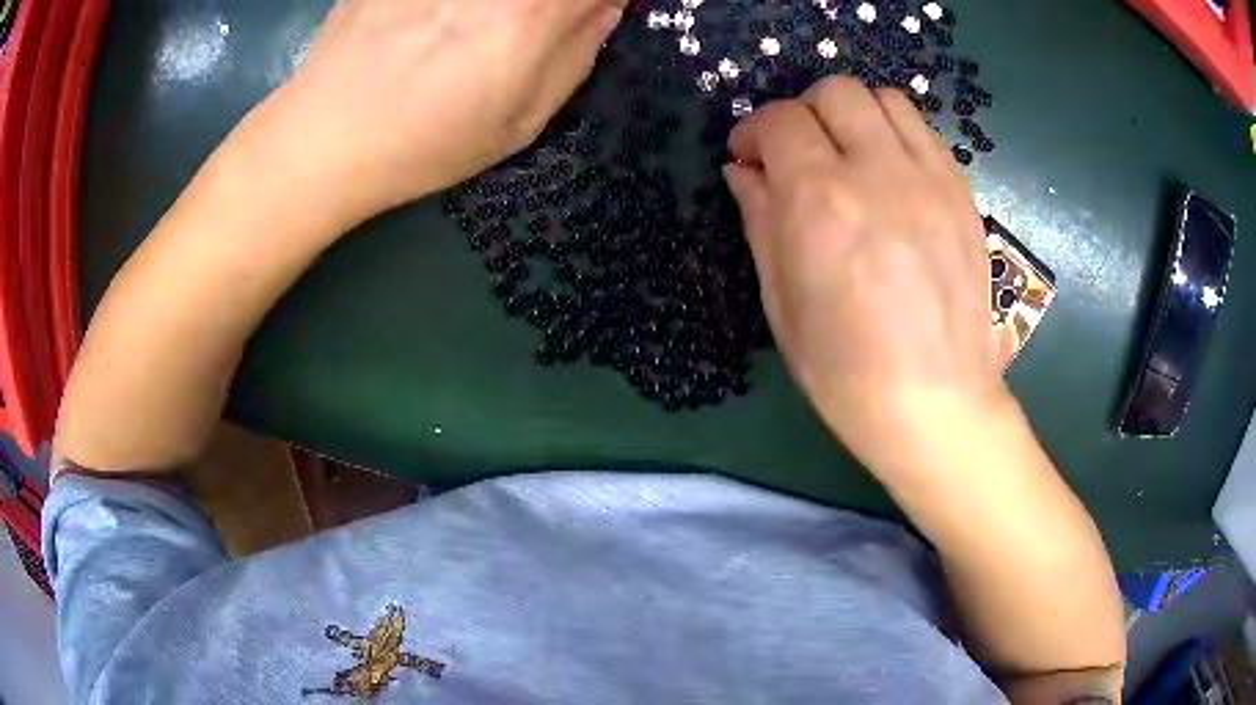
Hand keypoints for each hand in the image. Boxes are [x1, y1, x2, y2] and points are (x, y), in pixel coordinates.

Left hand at [259, 0, 625, 224]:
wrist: (323, 138)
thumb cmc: (425, 143)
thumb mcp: (520, 122)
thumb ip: (577, 54)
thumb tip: (606, 6)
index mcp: (532, 10)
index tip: (590, 13)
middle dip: (553, 3)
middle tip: (533, 23)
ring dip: (504, 7)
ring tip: (475, 31)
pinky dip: (457, 4)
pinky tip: (437, 24)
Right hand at [724, 77, 1006, 477]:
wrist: (934, 401)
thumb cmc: (844, 369)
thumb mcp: (781, 300)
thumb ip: (759, 219)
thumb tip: (743, 171)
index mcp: (820, 201)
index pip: (779, 121)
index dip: (753, 132)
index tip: (748, 158)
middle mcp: (877, 171)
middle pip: (834, 92)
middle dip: (803, 113)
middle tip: (797, 154)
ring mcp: (929, 178)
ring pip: (884, 99)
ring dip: (853, 115)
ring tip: (847, 155)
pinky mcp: (962, 193)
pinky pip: (923, 131)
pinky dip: (894, 134)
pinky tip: (889, 173)